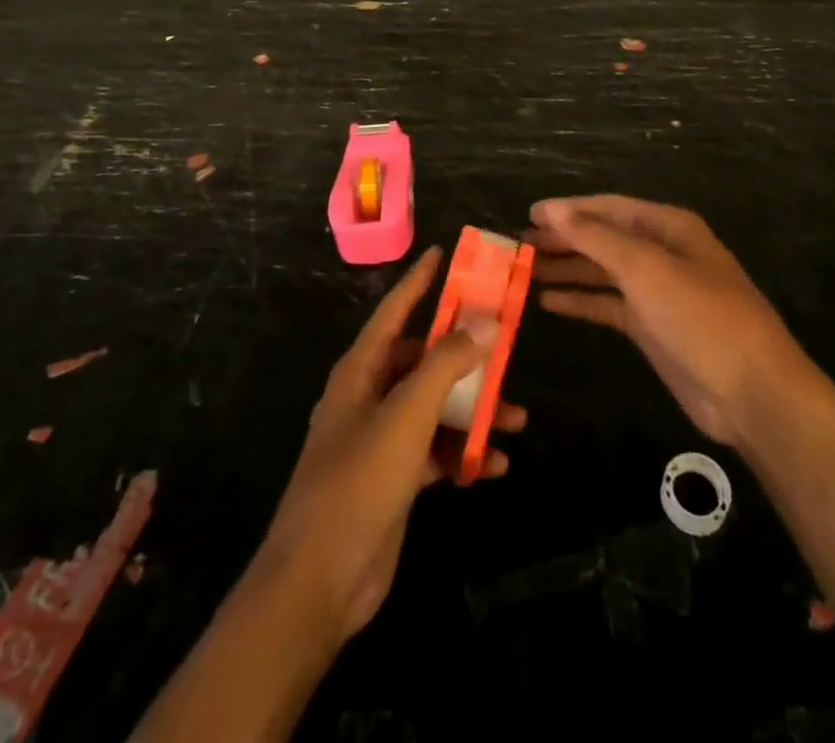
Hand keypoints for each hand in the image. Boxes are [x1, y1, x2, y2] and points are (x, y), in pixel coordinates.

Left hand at [257, 247, 525, 642]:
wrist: (319, 581)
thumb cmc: (359, 481)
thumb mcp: (407, 415)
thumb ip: (446, 365)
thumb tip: (485, 322)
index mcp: (361, 370)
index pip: (394, 310)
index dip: (419, 280)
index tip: (443, 253)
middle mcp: (369, 395)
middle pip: (423, 359)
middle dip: (465, 356)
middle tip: (505, 346)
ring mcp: (381, 438)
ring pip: (435, 406)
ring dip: (472, 410)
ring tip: (515, 417)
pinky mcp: (394, 478)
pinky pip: (436, 450)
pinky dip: (463, 452)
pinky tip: (495, 465)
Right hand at [529, 195, 807, 447]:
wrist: (751, 391)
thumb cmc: (700, 316)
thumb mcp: (646, 268)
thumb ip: (596, 237)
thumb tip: (552, 209)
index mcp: (668, 227)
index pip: (608, 208)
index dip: (568, 209)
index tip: (528, 213)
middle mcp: (662, 253)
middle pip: (603, 238)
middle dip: (563, 239)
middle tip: (518, 244)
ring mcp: (657, 292)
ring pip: (602, 272)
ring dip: (567, 269)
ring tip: (524, 269)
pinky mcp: (651, 328)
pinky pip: (607, 305)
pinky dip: (580, 300)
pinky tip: (547, 301)